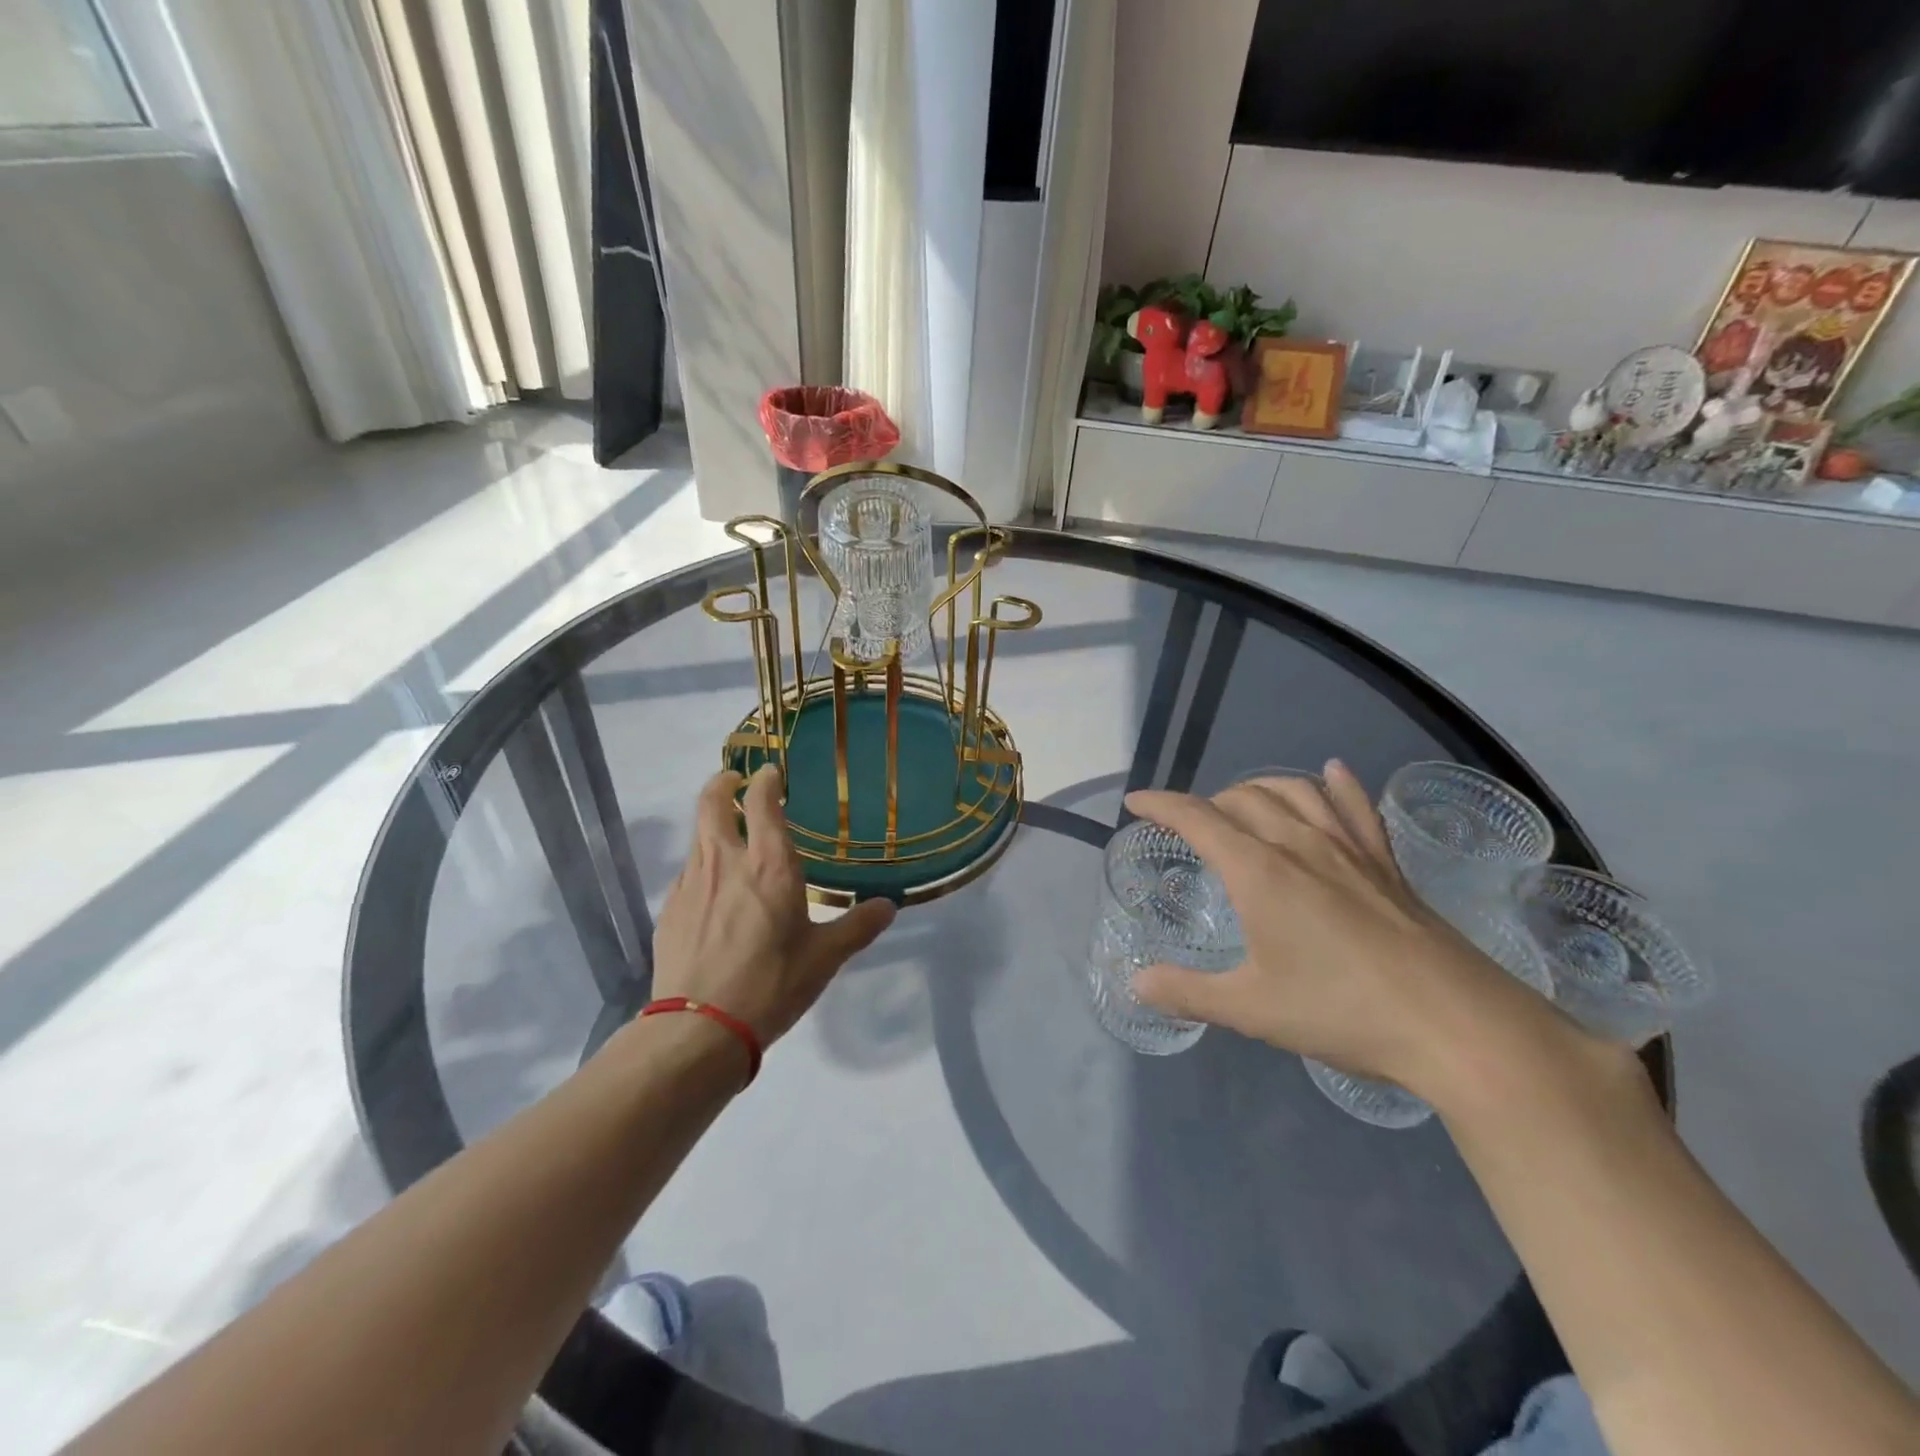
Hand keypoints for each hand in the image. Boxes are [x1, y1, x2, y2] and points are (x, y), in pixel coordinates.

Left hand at [651, 766, 895, 1044]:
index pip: (761, 800)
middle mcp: (725, 862)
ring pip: (697, 836)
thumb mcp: (825, 958)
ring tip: (729, 837)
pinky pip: (687, 872)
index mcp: (769, 865)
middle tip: (735, 782)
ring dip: (712, 825)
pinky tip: (713, 892)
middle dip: (722, 783)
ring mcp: (690, 884)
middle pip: (711, 802)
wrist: (698, 1029)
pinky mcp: (668, 910)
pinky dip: (701, 866)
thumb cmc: (771, 984)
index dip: (765, 779)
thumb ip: (858, 926)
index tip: (771, 772)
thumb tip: (889, 906)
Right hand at [1128, 761, 1559, 1100]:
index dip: (1161, 805)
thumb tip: (1136, 983)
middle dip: (1206, 803)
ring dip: (1258, 787)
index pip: (1197, 818)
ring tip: (1242, 801)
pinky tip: (1332, 773)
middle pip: (1242, 798)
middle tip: (1189, 826)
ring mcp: (1348, 849)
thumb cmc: (1342, 1011)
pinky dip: (1337, 786)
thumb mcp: (1251, 1009)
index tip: (1136, 803)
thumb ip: (1187, 992)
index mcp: (1259, 871)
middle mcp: (1299, 845)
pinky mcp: (1386, 864)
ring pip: (1294, 792)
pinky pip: (1356, 808)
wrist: (1456, 1024)